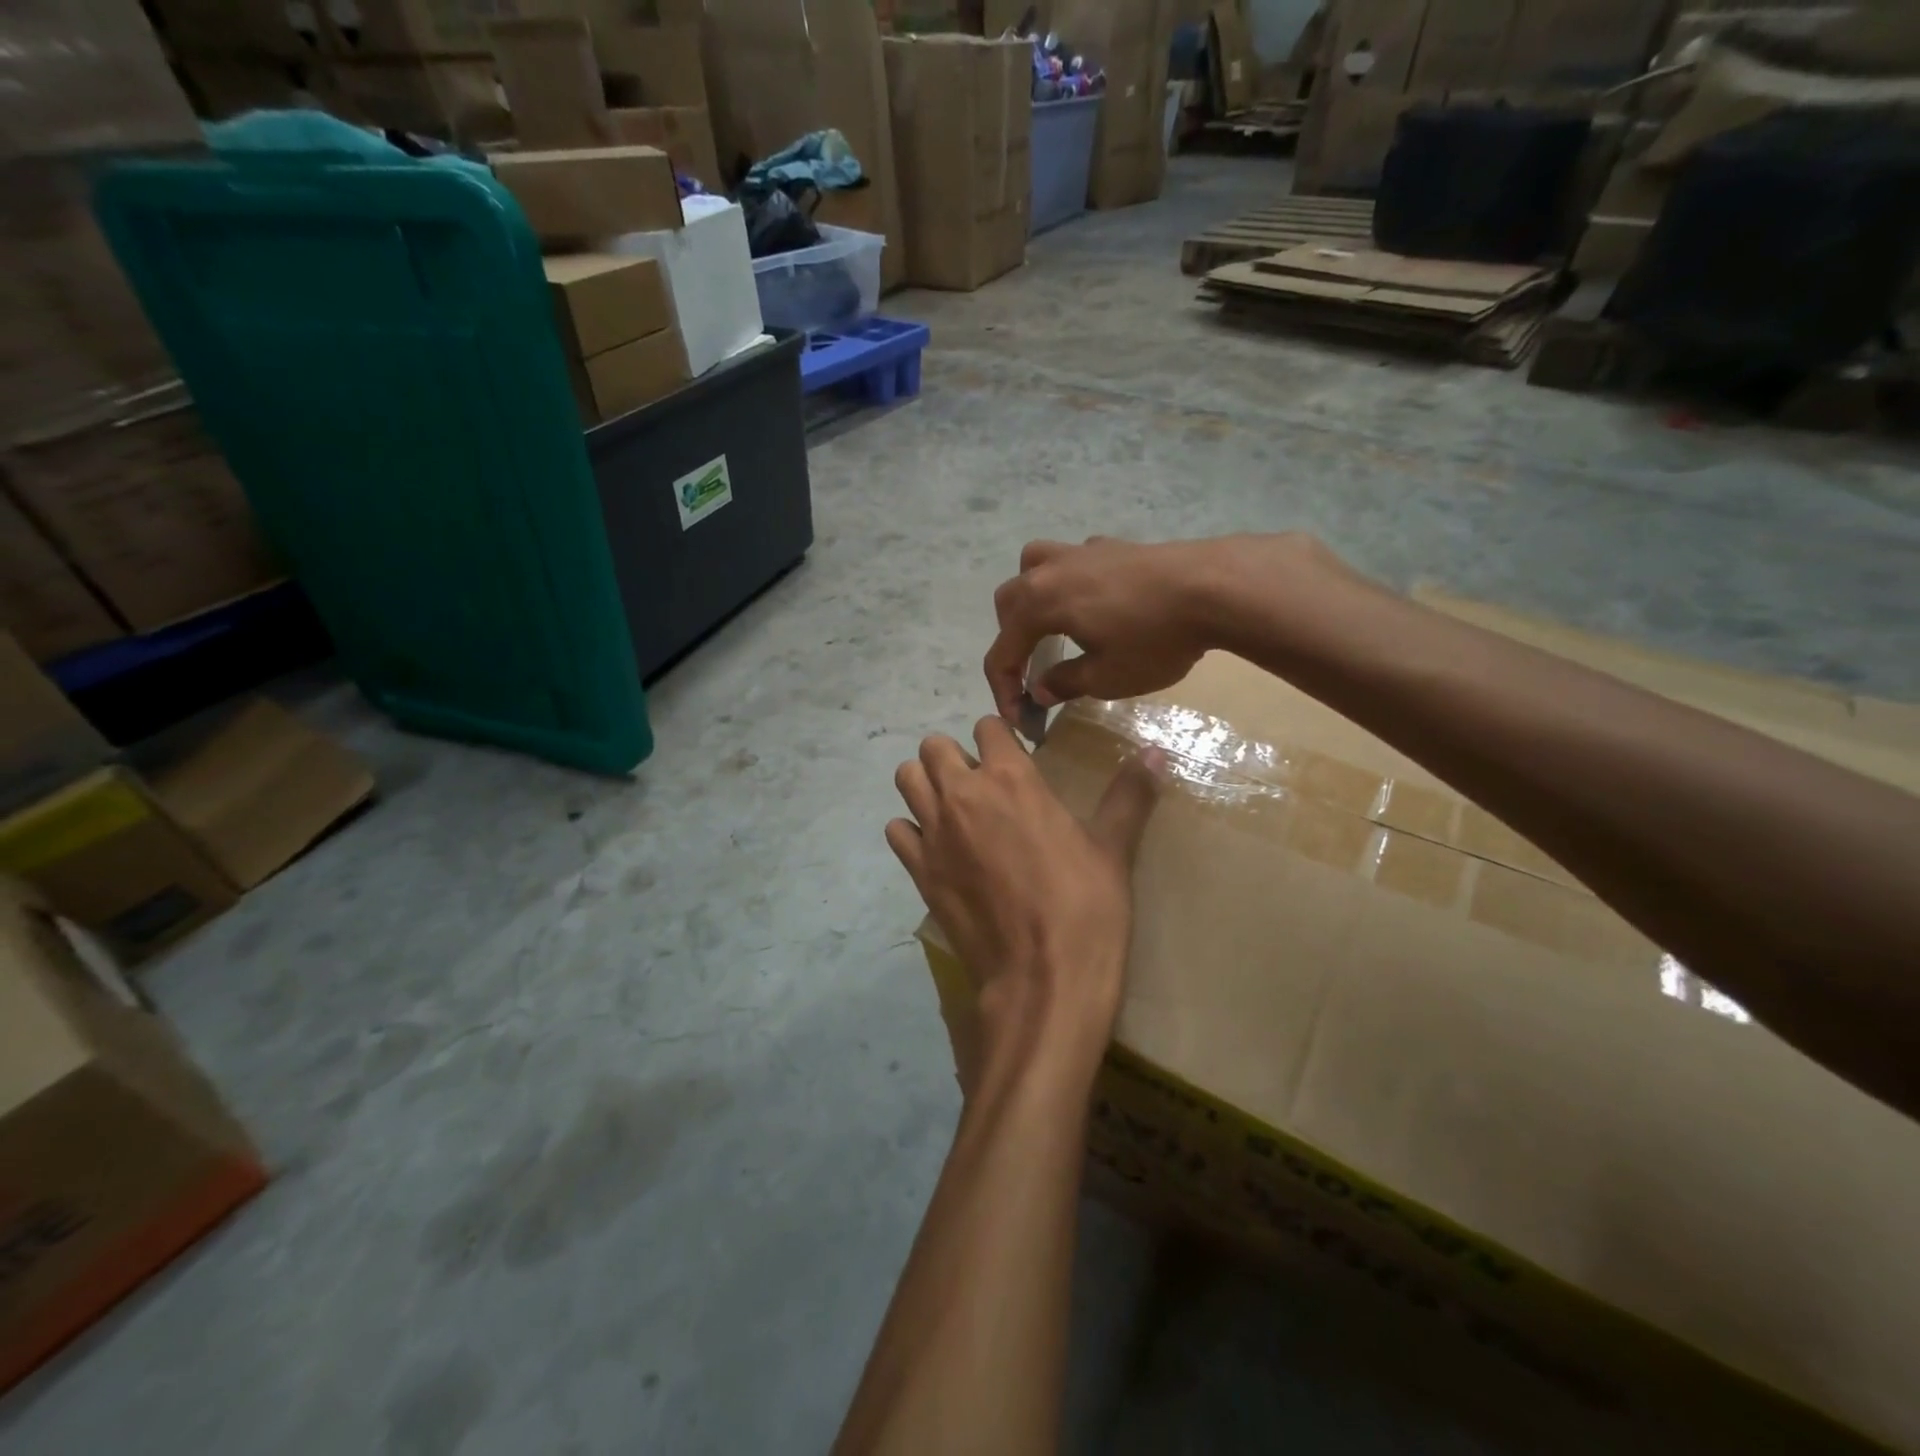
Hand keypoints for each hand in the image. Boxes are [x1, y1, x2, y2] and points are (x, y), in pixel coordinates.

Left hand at [887, 718, 1164, 1080]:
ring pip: (907, 779)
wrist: (1041, 980)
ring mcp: (935, 833)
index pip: (987, 726)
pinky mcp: (919, 871)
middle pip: (934, 747)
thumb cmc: (1084, 909)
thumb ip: (1130, 795)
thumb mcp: (1114, 849)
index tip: (1014, 758)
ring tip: (953, 809)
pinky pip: (897, 831)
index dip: (999, 738)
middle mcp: (964, 794)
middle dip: (953, 756)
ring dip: (926, 784)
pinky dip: (911, 832)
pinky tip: (937, 849)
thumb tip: (1158, 752)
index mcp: (1012, 778)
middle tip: (980, 784)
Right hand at [983, 534, 1342, 721]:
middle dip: (1011, 641)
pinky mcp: (1111, 545)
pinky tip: (1094, 603)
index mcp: (1039, 604)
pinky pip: (1071, 561)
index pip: (1002, 651)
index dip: (1004, 689)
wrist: (1213, 587)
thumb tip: (1040, 689)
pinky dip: (1067, 583)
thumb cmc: (1154, 639)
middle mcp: (1049, 571)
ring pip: (1033, 567)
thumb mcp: (1106, 678)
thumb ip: (1065, 682)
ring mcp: (1080, 552)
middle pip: (1008, 603)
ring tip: (1049, 625)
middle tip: (1032, 672)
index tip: (1021, 717)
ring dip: (1030, 598)